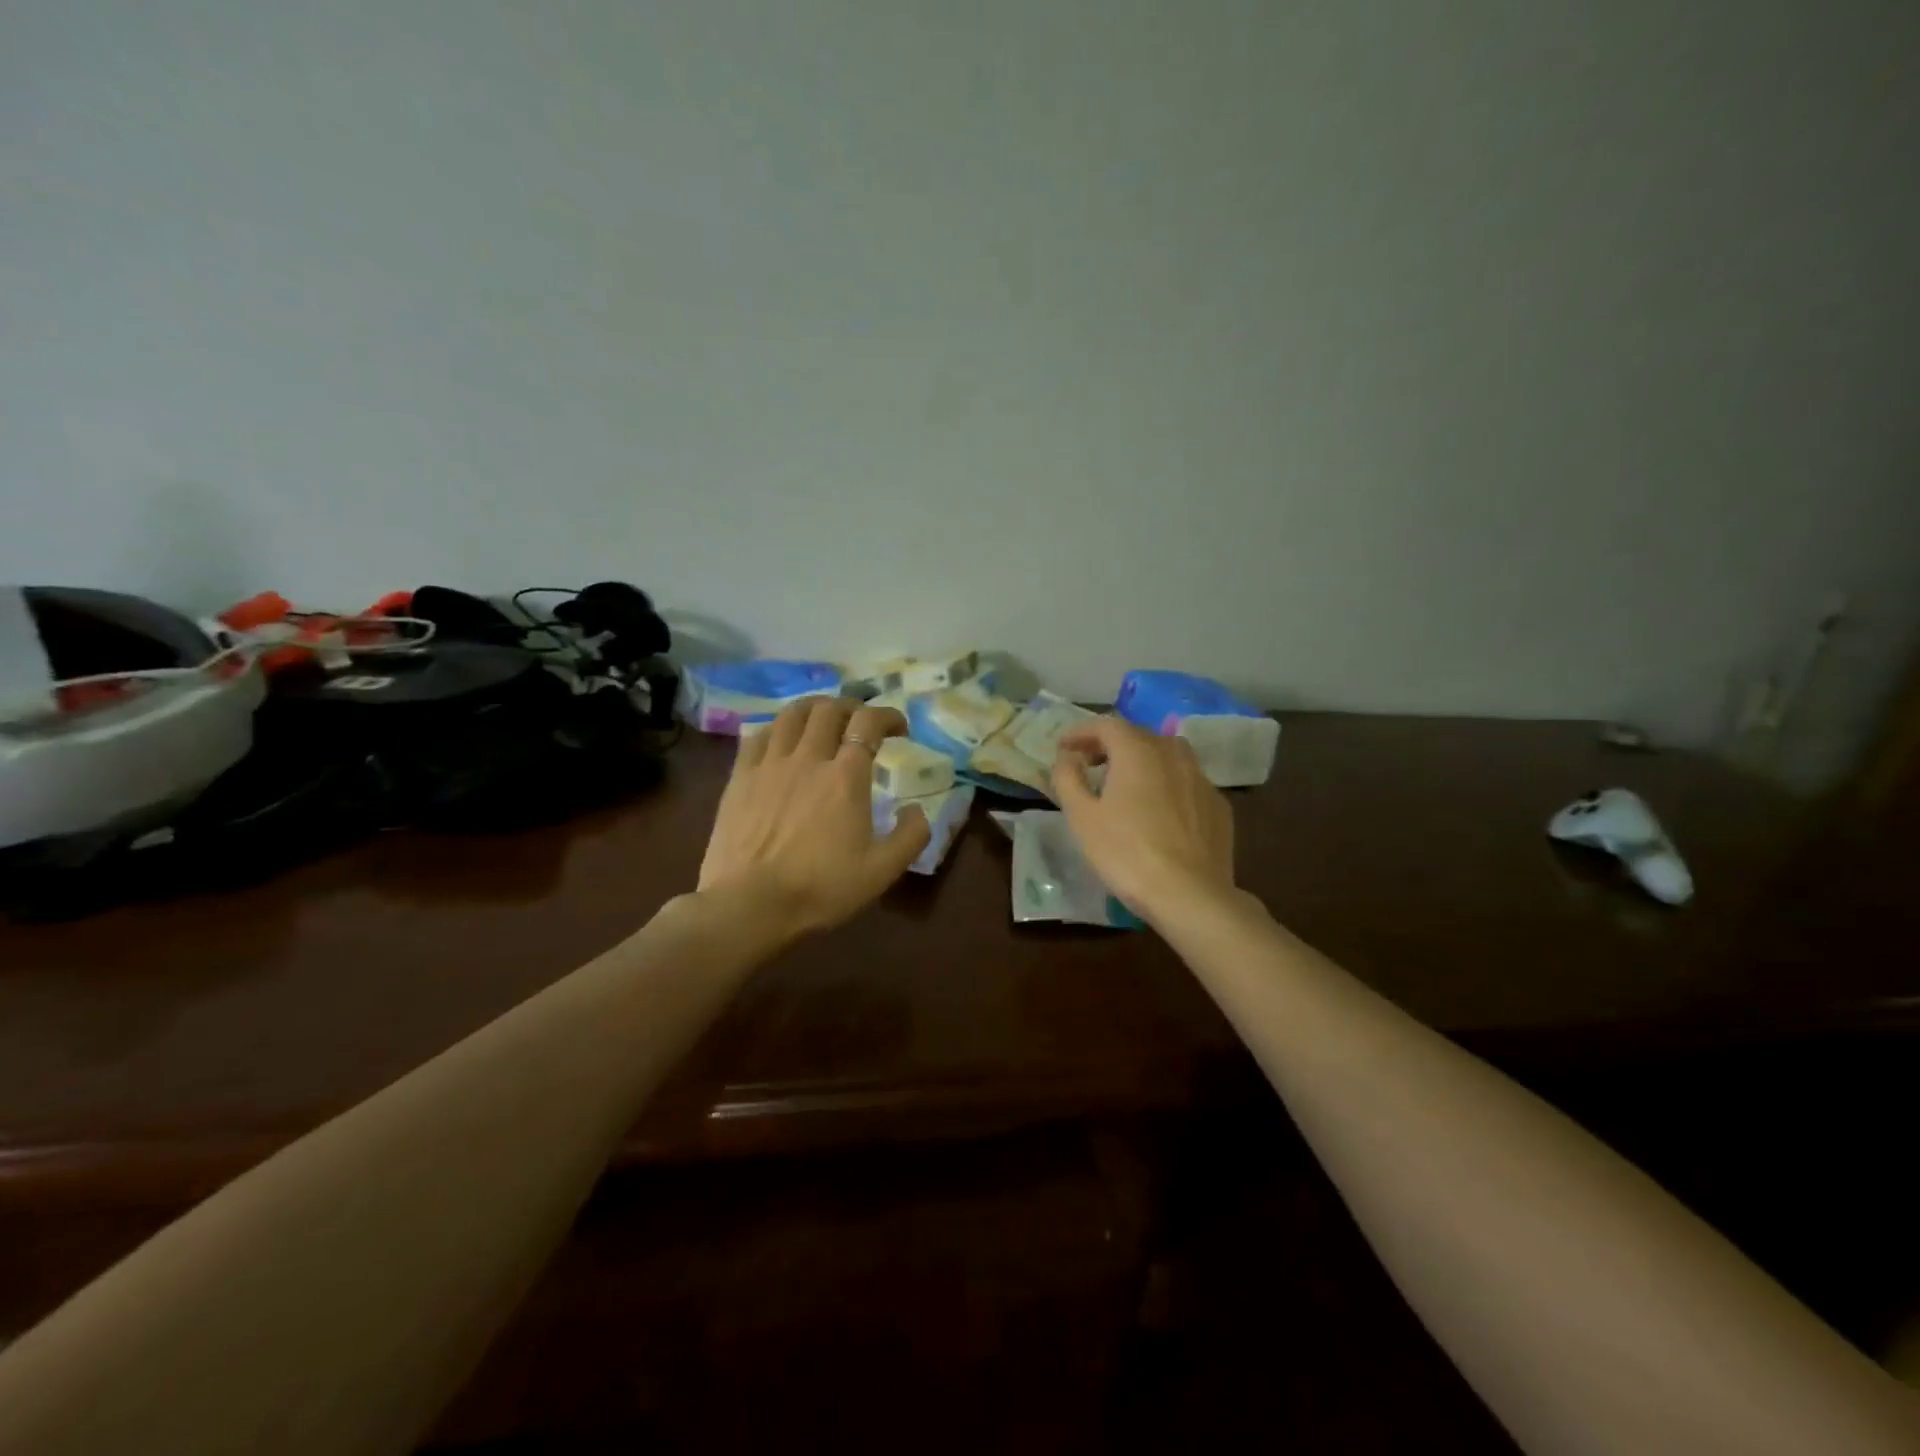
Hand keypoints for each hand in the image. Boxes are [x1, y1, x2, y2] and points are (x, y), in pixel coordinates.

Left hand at [699, 697, 930, 938]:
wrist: (749, 905)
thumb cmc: (820, 889)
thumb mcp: (882, 872)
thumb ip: (911, 836)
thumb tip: (918, 809)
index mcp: (846, 776)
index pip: (869, 723)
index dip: (888, 716)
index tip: (899, 728)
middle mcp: (808, 758)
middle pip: (829, 709)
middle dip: (852, 707)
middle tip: (861, 723)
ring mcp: (770, 764)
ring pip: (792, 714)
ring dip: (814, 708)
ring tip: (823, 719)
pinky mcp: (740, 777)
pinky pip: (759, 735)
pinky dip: (778, 728)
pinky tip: (782, 739)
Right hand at [1050, 716, 1235, 926]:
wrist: (1190, 895)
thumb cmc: (1126, 853)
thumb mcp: (1082, 817)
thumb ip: (1068, 778)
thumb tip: (1067, 757)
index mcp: (1137, 751)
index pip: (1106, 725)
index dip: (1081, 732)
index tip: (1063, 747)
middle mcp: (1173, 754)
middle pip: (1138, 736)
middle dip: (1110, 745)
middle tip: (1089, 764)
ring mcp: (1201, 779)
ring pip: (1167, 755)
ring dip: (1142, 760)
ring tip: (1126, 783)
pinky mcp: (1219, 806)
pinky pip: (1186, 782)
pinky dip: (1167, 784)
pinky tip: (1159, 811)